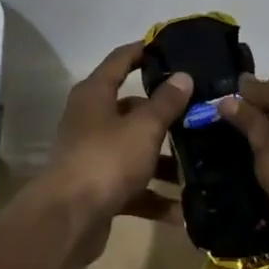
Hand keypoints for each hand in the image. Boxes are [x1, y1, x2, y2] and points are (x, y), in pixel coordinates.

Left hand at [33, 42, 191, 264]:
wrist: (68, 220)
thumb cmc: (106, 159)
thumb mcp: (143, 127)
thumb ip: (166, 103)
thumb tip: (183, 76)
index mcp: (95, 94)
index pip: (120, 60)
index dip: (143, 51)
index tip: (170, 47)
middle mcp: (91, 119)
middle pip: (132, 109)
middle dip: (164, 114)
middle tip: (199, 112)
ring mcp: (94, 155)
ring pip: (135, 149)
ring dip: (164, 160)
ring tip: (200, 164)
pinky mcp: (99, 189)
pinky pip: (133, 187)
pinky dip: (155, 197)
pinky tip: (184, 212)